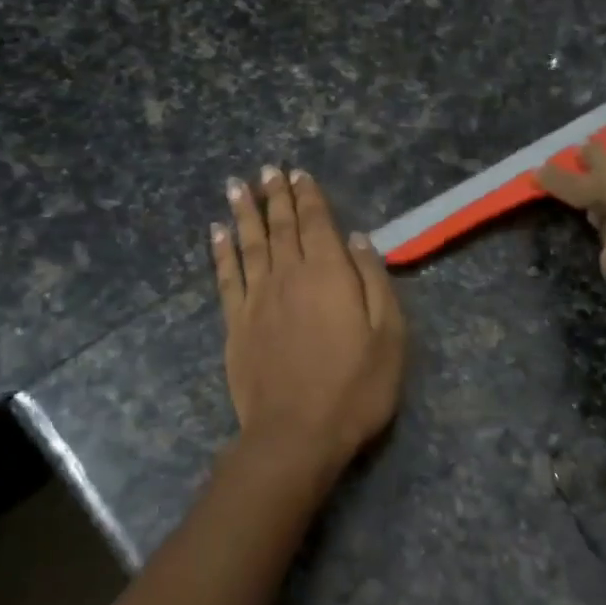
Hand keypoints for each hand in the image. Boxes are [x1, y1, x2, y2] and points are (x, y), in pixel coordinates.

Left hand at [213, 165, 406, 472]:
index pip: (316, 223)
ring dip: (244, 213)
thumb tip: (358, 239)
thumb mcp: (388, 335)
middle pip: (280, 227)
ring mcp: (256, 300)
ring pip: (249, 244)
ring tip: (237, 186)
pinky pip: (226, 277)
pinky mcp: (235, 324)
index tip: (299, 173)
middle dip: (275, 196)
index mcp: (328, 274)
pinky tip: (216, 233)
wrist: (297, 434)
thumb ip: (374, 281)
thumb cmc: (356, 387)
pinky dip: (221, 251)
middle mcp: (288, 276)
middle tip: (268, 170)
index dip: (308, 196)